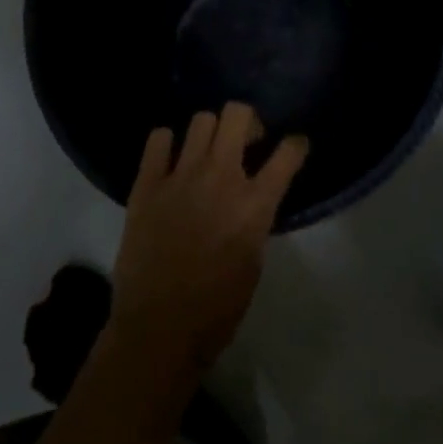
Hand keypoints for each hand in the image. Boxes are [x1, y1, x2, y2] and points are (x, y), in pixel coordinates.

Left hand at [110, 103, 307, 380]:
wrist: (158, 330)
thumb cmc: (216, 308)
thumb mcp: (254, 261)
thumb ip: (256, 219)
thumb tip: (252, 198)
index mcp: (254, 203)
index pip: (288, 153)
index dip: (296, 145)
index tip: (293, 146)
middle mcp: (221, 177)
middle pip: (238, 114)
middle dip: (247, 122)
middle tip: (244, 144)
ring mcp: (181, 176)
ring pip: (201, 119)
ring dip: (210, 132)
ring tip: (206, 154)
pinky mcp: (147, 184)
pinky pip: (158, 139)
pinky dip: (168, 143)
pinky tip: (170, 162)